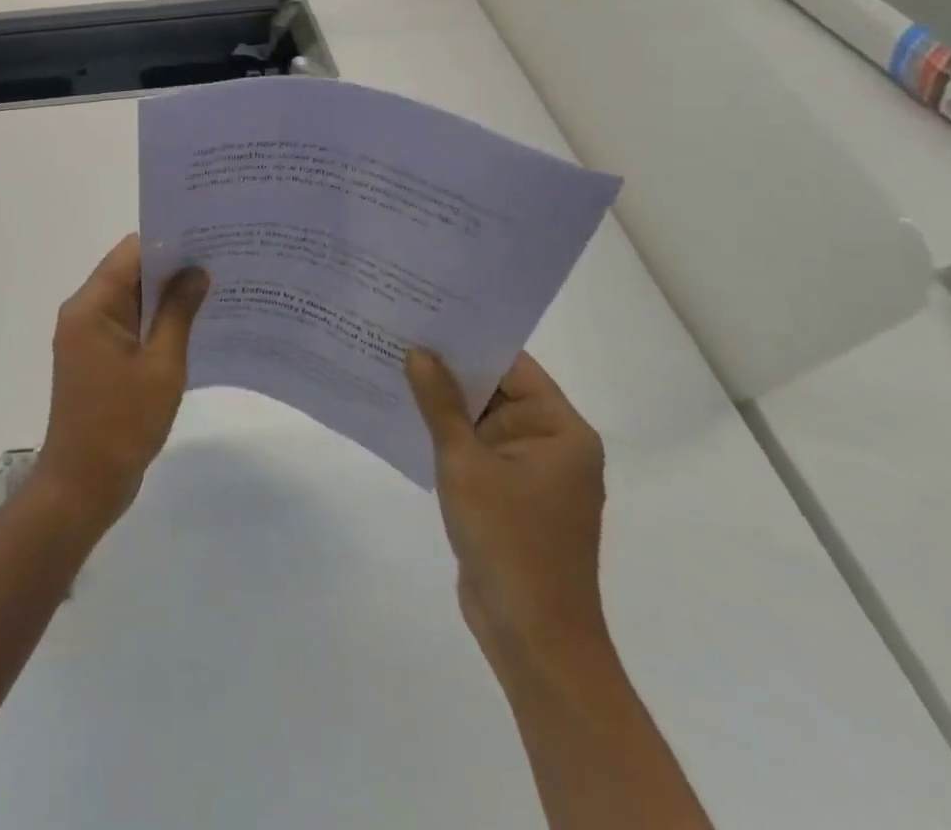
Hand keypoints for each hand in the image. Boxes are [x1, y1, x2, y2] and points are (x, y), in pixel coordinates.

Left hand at [36, 236, 208, 529]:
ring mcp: (87, 335)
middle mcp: (83, 311)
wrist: (83, 484)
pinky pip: (127, 324)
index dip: (168, 243)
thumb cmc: (123, 424)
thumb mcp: (162, 366)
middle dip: (172, 268)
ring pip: (130, 299)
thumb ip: (179, 313)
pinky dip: (154, 321)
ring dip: (165, 296)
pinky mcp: (95, 357)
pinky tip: (192, 326)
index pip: (130, 253)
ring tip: (214, 289)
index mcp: (91, 306)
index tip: (208, 240)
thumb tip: (197, 271)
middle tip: (220, 263)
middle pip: (129, 272)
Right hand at [405, 349, 609, 686]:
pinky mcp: (508, 495)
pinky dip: (445, 432)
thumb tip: (417, 351)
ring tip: (390, 362)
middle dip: (448, 367)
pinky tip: (403, 413)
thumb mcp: (465, 463)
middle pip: (496, 389)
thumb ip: (440, 404)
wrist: (532, 637)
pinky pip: (474, 448)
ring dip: (442, 400)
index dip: (469, 339)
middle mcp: (551, 444)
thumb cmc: (509, 540)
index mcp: (560, 430)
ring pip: (480, 419)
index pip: (512, 365)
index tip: (424, 313)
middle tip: (397, 331)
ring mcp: (529, 472)